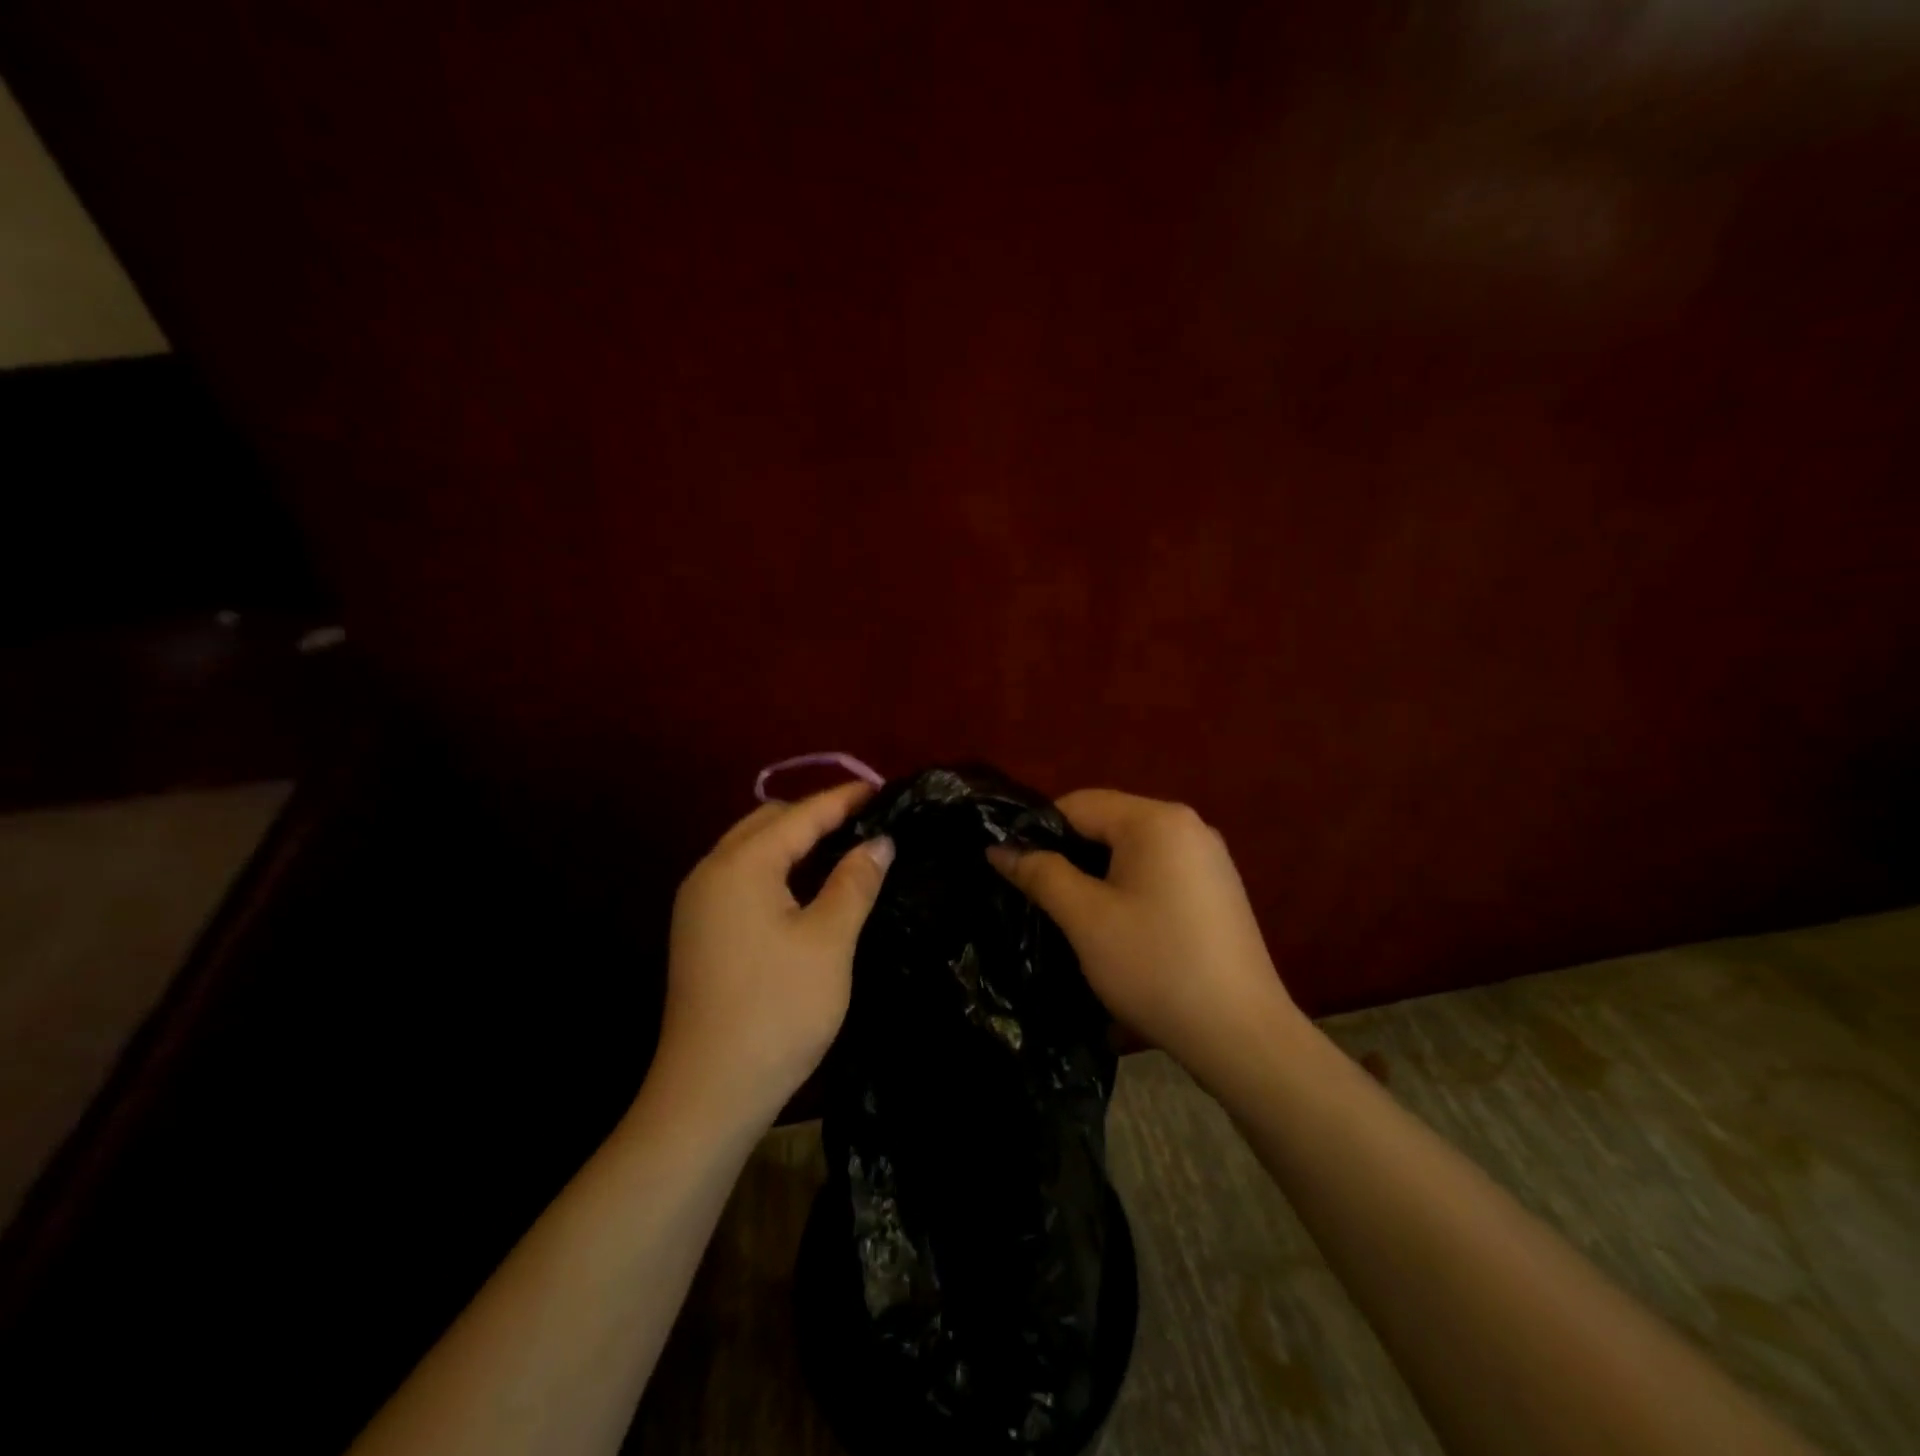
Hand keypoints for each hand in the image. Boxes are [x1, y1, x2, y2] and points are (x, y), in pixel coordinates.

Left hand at [654, 783, 893, 1125]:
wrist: (709, 1093)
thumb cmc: (777, 1010)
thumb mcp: (829, 941)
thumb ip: (854, 881)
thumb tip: (880, 842)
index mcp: (740, 865)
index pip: (801, 815)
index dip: (844, 798)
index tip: (883, 788)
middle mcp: (710, 872)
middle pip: (768, 822)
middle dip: (816, 814)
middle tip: (865, 820)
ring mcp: (698, 903)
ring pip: (752, 849)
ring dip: (795, 841)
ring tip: (843, 845)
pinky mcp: (699, 931)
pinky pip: (742, 877)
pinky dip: (777, 868)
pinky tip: (807, 885)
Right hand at [988, 790, 1301, 1086]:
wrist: (1242, 1036)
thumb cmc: (1156, 967)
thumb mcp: (1085, 919)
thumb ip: (1040, 874)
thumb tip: (998, 848)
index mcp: (1157, 820)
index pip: (1079, 804)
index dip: (1039, 832)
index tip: (1014, 869)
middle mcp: (1188, 826)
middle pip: (1108, 824)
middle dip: (1069, 856)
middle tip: (1038, 898)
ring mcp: (1209, 858)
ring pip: (1132, 852)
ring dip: (1097, 877)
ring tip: (1072, 916)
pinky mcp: (1218, 890)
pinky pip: (1158, 873)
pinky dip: (1129, 890)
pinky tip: (1118, 930)